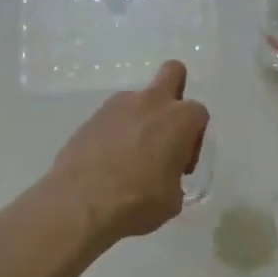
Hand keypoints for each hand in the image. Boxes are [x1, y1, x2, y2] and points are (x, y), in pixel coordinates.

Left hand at [49, 61, 209, 244]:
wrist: (78, 204)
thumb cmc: (137, 202)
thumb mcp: (171, 201)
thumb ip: (174, 179)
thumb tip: (165, 179)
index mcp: (179, 119)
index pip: (198, 114)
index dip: (194, 139)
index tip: (181, 165)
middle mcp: (151, 102)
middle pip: (173, 72)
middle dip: (174, 91)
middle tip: (164, 129)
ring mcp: (117, 106)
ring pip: (137, 99)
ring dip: (140, 119)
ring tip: (129, 157)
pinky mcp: (90, 118)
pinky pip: (112, 118)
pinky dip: (114, 133)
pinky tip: (107, 163)